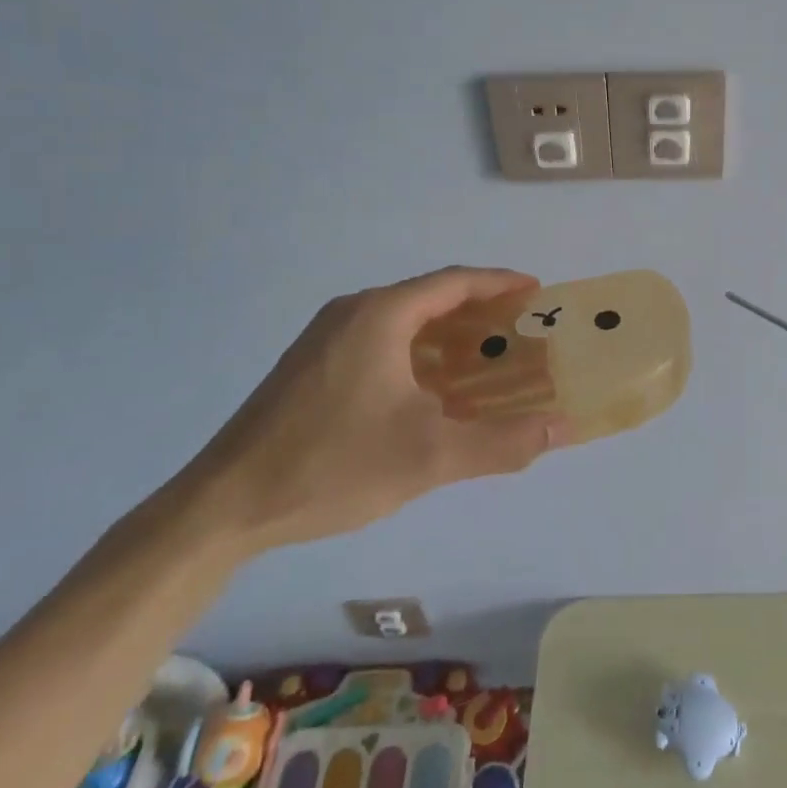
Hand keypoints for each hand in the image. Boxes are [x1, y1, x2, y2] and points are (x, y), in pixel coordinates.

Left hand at [180, 267, 567, 554]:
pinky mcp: (311, 366)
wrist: (224, 505)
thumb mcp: (429, 456)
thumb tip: (562, 430)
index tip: (537, 292)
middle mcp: (353, 312)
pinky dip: (419, 353)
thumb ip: (502, 442)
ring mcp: (326, 339)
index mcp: (381, 315)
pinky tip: (434, 391)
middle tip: (521, 332)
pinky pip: (381, 342)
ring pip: (404, 322)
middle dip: (480, 312)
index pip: (454, 282)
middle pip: (430, 298)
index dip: (500, 284)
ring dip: (449, 336)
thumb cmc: (332, 465)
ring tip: (488, 360)